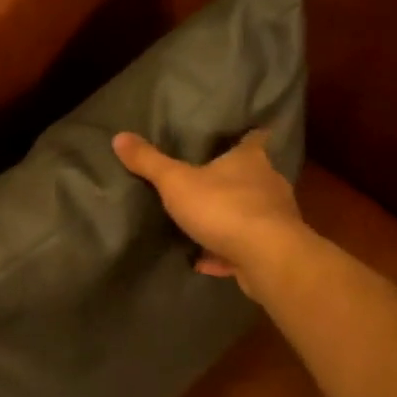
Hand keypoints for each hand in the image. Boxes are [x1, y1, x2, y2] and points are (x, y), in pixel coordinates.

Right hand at [112, 130, 306, 296]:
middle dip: (236, 180)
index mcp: (250, 160)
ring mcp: (276, 218)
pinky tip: (205, 261)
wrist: (267, 257)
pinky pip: (245, 247)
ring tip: (206, 224)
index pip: (255, 138)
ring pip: (253, 213)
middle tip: (211, 182)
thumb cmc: (223, 207)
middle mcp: (269, 184)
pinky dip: (227, 252)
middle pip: (254, 176)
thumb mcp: (176, 182)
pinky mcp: (274, 250)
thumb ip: (149, 162)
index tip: (244, 134)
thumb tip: (119, 136)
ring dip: (232, 218)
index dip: (248, 135)